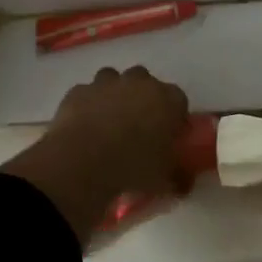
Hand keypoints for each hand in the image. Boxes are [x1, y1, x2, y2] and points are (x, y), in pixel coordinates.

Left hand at [4, 66, 189, 240]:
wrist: (83, 162)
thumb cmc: (133, 167)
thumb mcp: (164, 179)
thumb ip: (178, 176)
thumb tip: (183, 182)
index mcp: (167, 100)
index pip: (179, 100)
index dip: (174, 116)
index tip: (168, 134)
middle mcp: (139, 82)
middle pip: (145, 81)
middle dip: (143, 97)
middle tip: (138, 125)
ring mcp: (106, 83)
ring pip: (113, 79)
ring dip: (113, 94)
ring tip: (109, 121)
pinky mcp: (79, 91)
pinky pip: (87, 93)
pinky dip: (87, 104)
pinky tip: (84, 125)